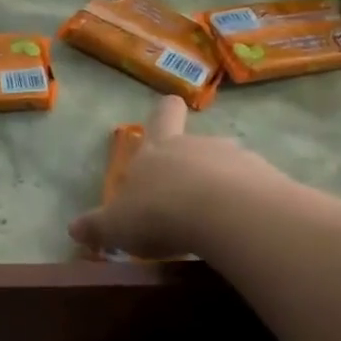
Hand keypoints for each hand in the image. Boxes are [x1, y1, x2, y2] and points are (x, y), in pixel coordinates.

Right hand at [67, 97, 297, 261]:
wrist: (224, 214)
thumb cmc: (159, 212)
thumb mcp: (116, 225)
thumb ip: (97, 226)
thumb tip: (73, 229)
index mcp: (158, 149)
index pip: (163, 115)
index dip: (164, 113)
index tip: (169, 110)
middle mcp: (197, 146)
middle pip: (195, 142)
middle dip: (190, 162)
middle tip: (182, 193)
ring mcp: (236, 160)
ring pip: (226, 165)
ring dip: (219, 186)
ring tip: (212, 220)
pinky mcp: (266, 181)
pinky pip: (253, 190)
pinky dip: (245, 206)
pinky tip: (238, 230)